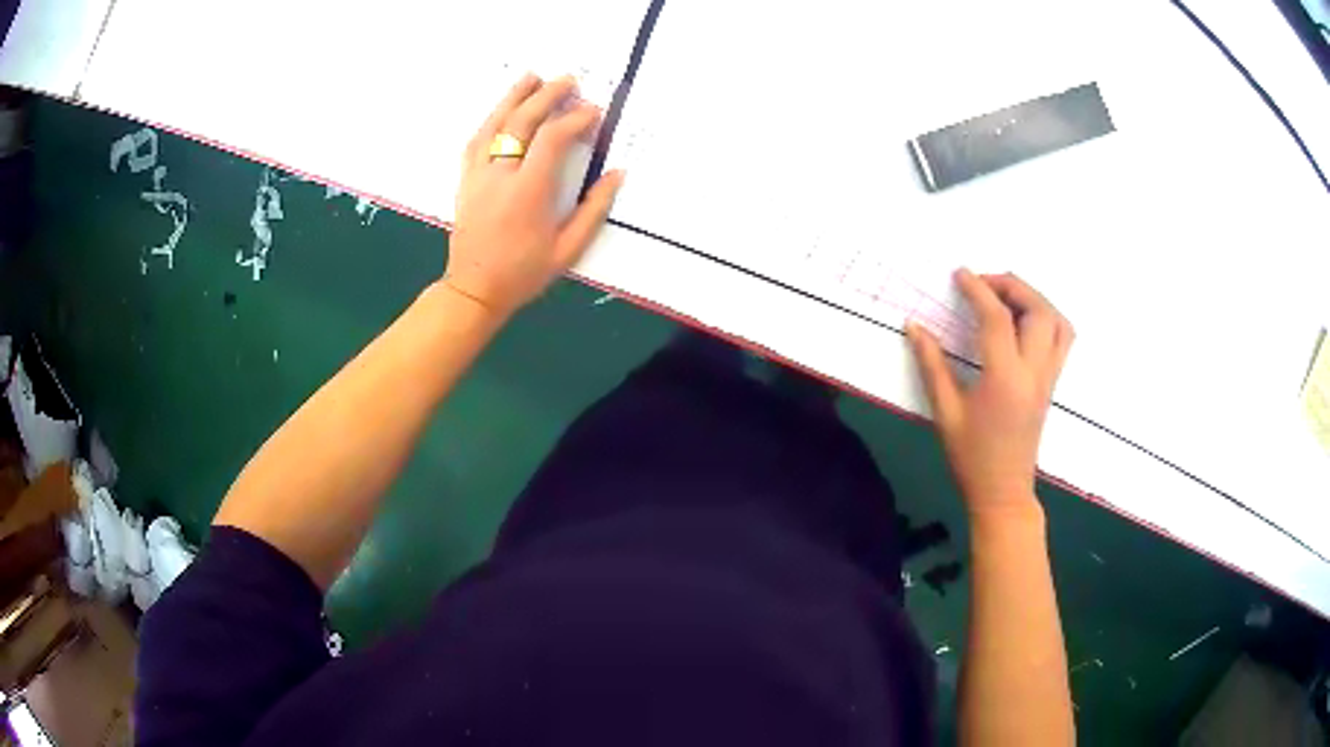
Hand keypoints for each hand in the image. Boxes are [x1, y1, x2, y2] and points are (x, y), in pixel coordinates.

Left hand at [444, 74, 624, 317]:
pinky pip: (476, 140)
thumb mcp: (568, 249)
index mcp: (528, 192)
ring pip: (494, 124)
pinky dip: (491, 119)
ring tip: (532, 77)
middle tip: (568, 80)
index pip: (552, 139)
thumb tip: (617, 174)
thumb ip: (594, 209)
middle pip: (522, 122)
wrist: (473, 290)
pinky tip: (502, 108)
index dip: (575, 119)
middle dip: (547, 96)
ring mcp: (478, 175)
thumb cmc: (523, 273)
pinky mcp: (465, 179)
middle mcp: (499, 175)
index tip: (594, 112)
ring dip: (514, 97)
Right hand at [906, 270, 1073, 519]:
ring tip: (1006, 296)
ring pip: (1057, 321)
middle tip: (983, 283)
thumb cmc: (971, 457)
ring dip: (1034, 298)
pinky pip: (1062, 338)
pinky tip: (1025, 320)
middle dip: (1011, 285)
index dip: (977, 289)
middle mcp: (1034, 372)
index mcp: (1005, 379)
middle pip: (1037, 310)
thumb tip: (914, 326)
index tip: (959, 274)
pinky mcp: (1052, 383)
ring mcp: (1048, 378)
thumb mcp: (945, 412)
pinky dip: (1047, 317)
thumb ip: (931, 365)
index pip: (997, 319)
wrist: (1003, 492)